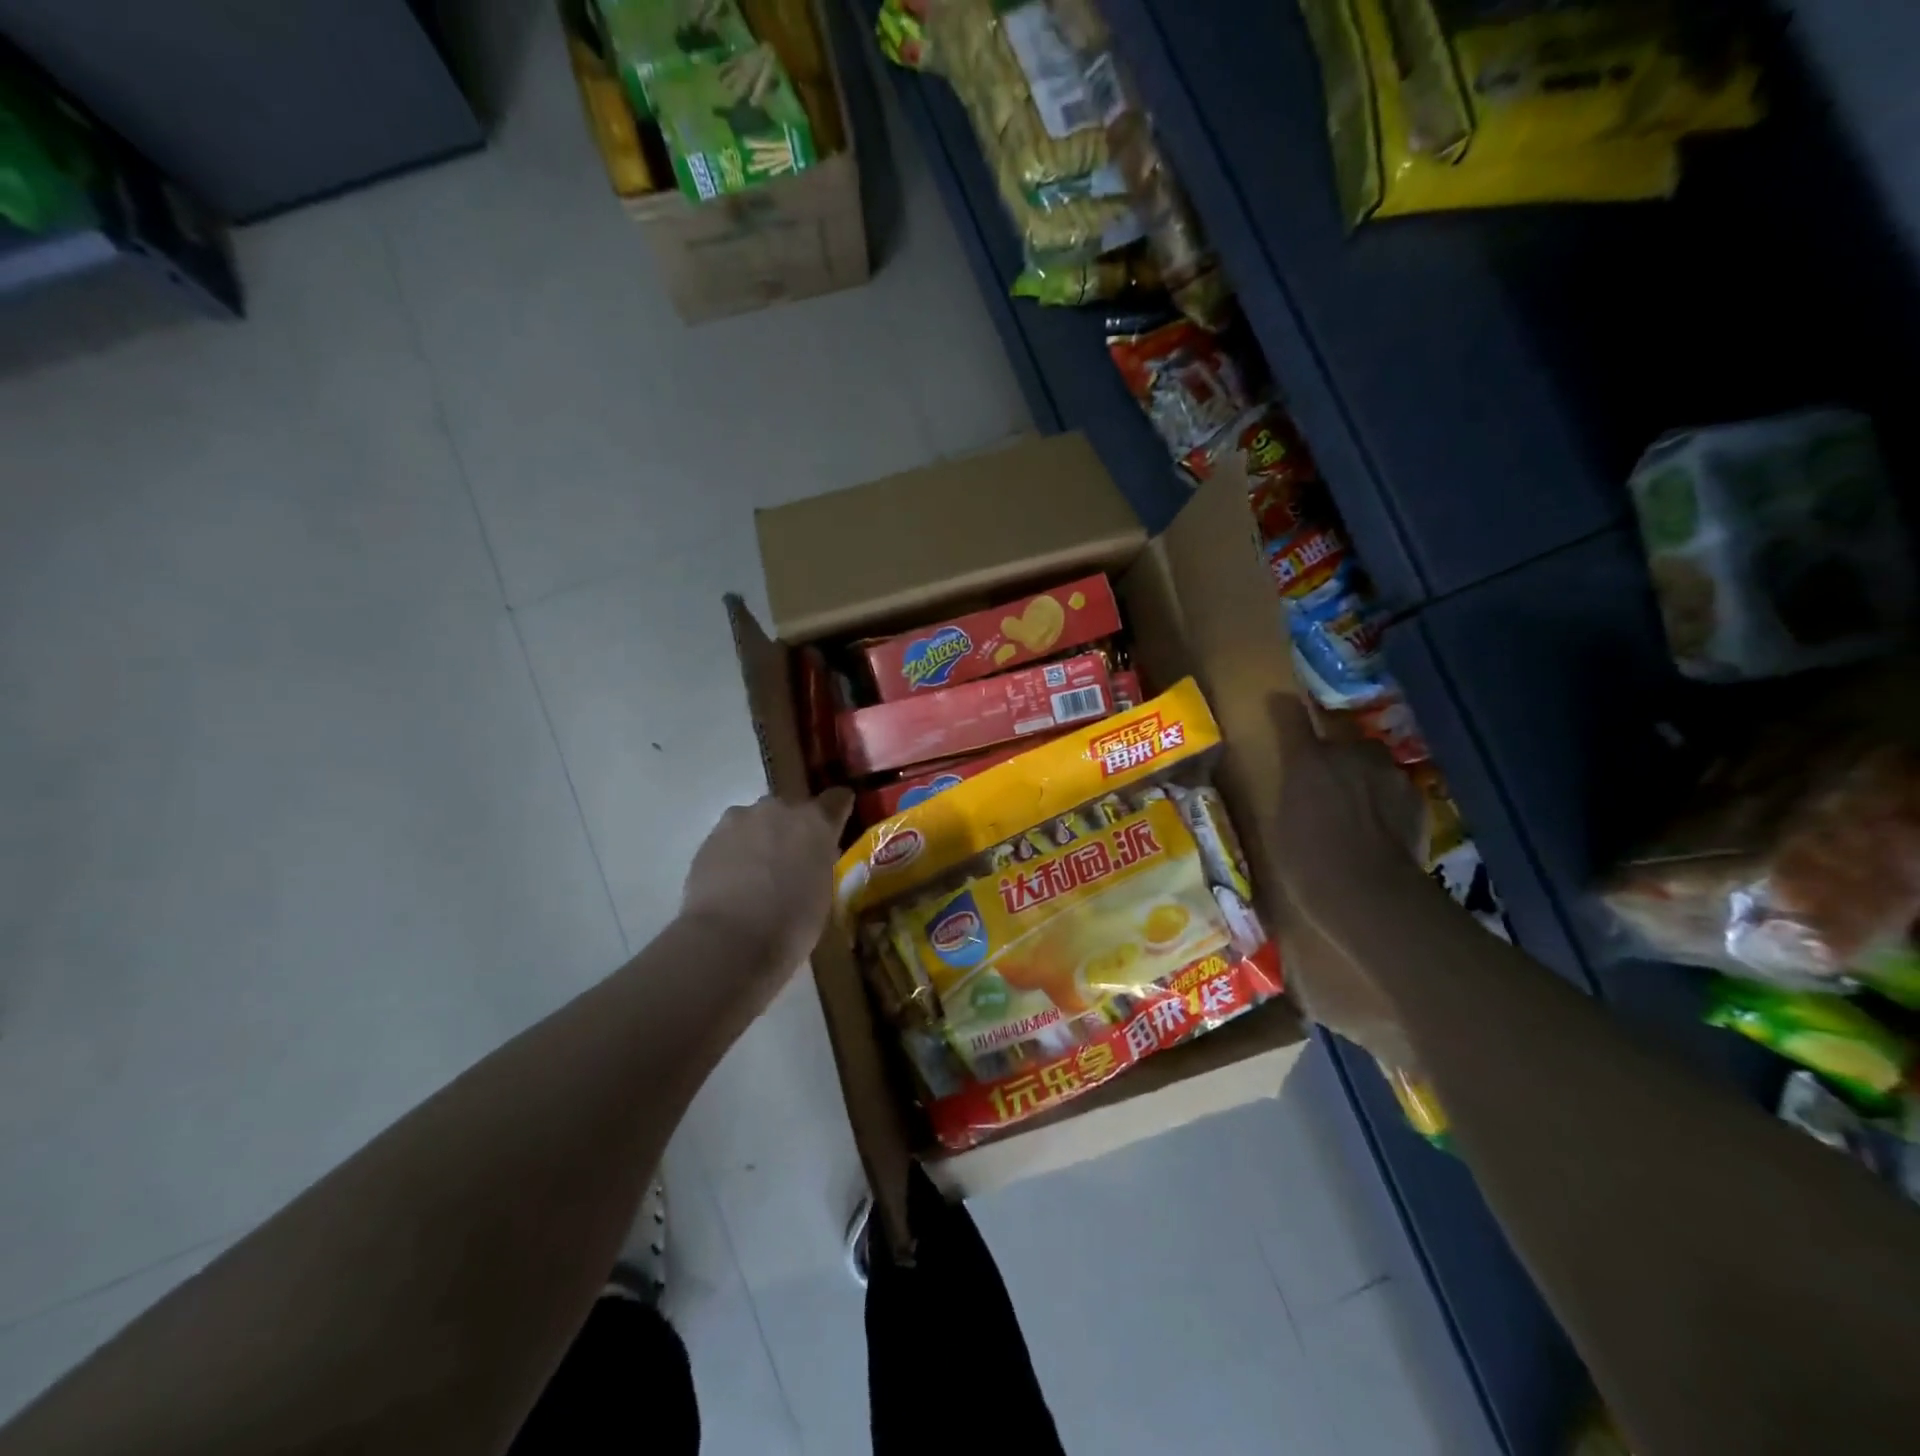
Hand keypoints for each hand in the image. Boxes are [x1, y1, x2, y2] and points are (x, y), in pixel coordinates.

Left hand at [681, 789, 853, 980]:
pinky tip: (731, 882)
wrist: (729, 940)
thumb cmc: (791, 925)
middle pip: (791, 809)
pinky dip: (734, 853)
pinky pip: (730, 838)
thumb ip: (819, 864)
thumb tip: (812, 860)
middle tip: (790, 861)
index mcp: (817, 822)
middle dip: (792, 828)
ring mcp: (741, 819)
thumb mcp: (823, 893)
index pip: (837, 798)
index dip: (837, 809)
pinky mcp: (709, 837)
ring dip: (760, 838)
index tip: (836, 824)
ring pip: (756, 820)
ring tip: (755, 873)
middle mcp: (780, 809)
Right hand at [1269, 695, 1429, 1066]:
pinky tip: (1379, 825)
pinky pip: (1393, 786)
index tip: (1280, 700)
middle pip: (1341, 737)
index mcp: (1306, 759)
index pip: (1291, 716)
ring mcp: (1388, 773)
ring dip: (1362, 772)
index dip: (1285, 708)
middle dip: (1334, 748)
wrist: (1370, 895)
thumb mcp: (1281, 824)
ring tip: (1355, 803)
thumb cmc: (1307, 862)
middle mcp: (1349, 754)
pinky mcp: (1415, 796)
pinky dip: (1384, 797)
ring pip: (1371, 761)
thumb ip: (1291, 790)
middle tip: (1324, 774)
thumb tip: (1296, 778)